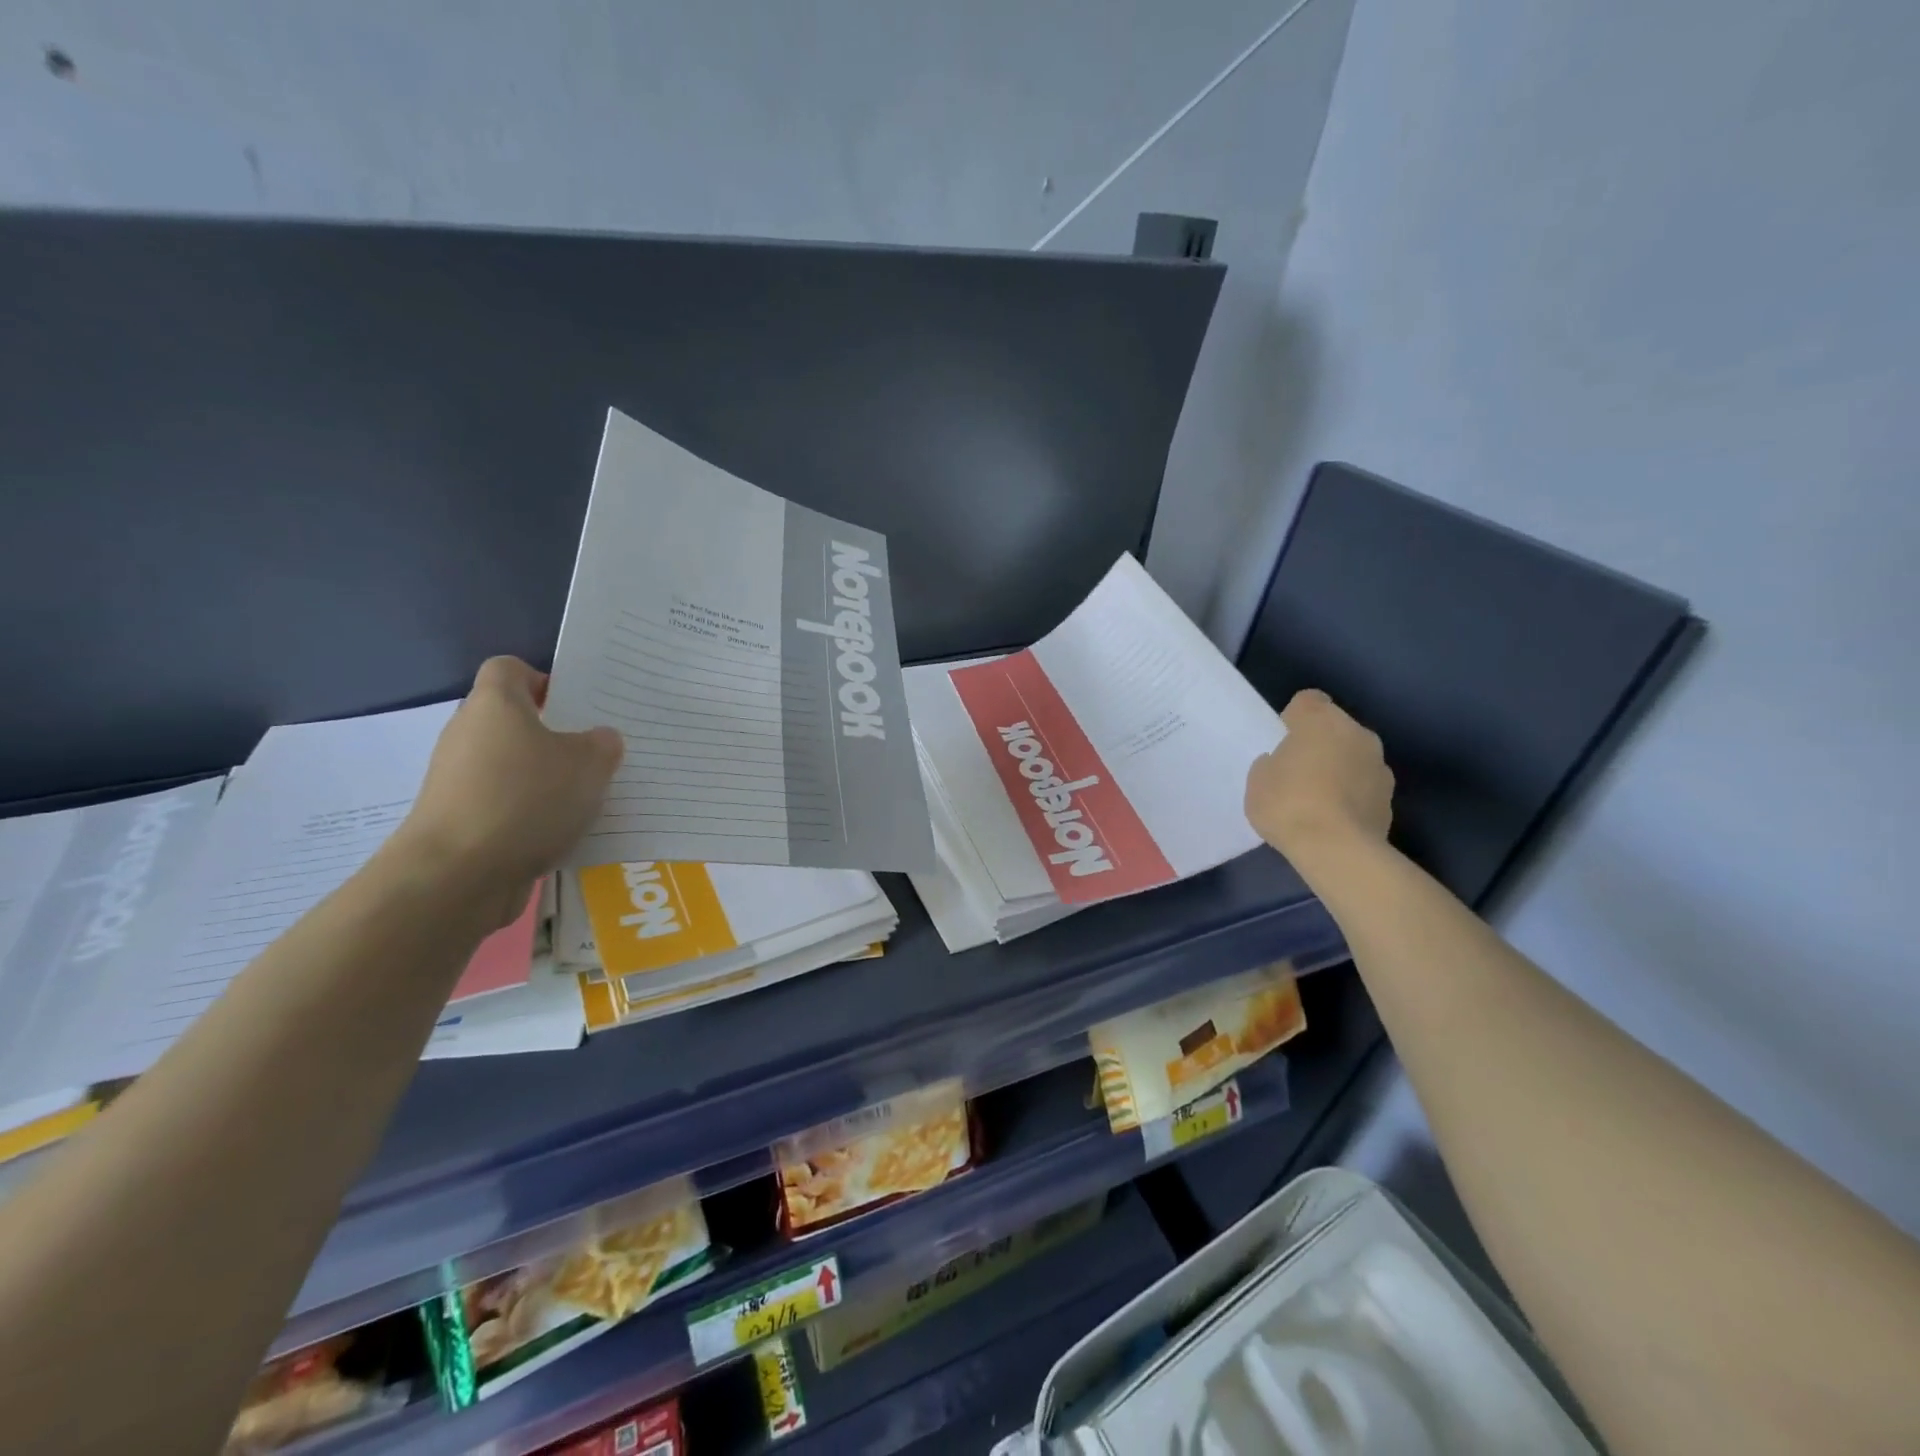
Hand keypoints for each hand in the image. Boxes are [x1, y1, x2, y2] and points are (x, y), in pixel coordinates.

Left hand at [392, 657, 622, 917]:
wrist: (456, 875)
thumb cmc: (525, 799)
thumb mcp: (589, 764)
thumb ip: (602, 744)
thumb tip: (599, 740)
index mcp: (496, 704)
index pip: (510, 669)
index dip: (543, 680)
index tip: (576, 706)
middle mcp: (469, 734)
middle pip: (513, 721)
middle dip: (554, 736)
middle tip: (596, 753)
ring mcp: (458, 779)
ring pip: (511, 766)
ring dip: (545, 779)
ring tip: (587, 798)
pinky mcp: (458, 820)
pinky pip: (504, 804)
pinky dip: (530, 814)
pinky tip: (562, 833)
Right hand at [1244, 689, 1393, 865]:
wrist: (1337, 850)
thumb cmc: (1289, 804)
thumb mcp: (1257, 780)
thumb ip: (1271, 763)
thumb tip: (1284, 764)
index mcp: (1321, 720)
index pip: (1308, 700)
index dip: (1294, 718)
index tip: (1283, 741)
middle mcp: (1357, 733)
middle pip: (1335, 728)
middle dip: (1320, 744)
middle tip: (1298, 772)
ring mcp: (1380, 765)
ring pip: (1353, 757)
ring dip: (1340, 769)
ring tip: (1318, 800)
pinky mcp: (1391, 798)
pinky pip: (1364, 787)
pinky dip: (1352, 796)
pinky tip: (1334, 819)